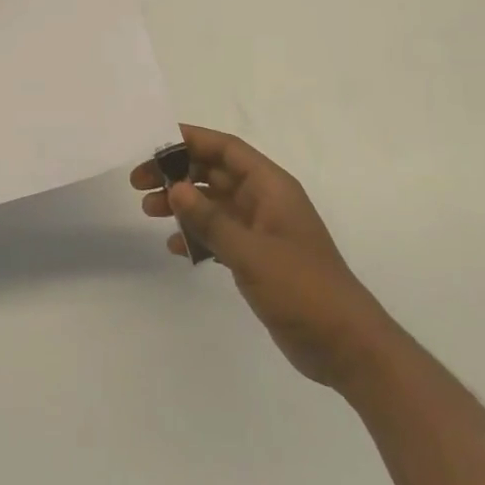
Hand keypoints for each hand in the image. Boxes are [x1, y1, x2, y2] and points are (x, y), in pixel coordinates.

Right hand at [133, 126, 388, 393]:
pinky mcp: (258, 259)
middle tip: (139, 183)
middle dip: (177, 174)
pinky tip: (175, 247)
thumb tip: (175, 187)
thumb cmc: (303, 288)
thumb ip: (211, 219)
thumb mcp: (251, 252)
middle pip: (215, 174)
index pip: (226, 149)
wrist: (345, 344)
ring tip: (148, 212)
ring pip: (214, 204)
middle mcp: (265, 201)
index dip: (192, 140)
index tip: (154, 142)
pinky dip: (198, 236)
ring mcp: (262, 231)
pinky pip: (220, 235)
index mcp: (272, 187)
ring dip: (183, 205)